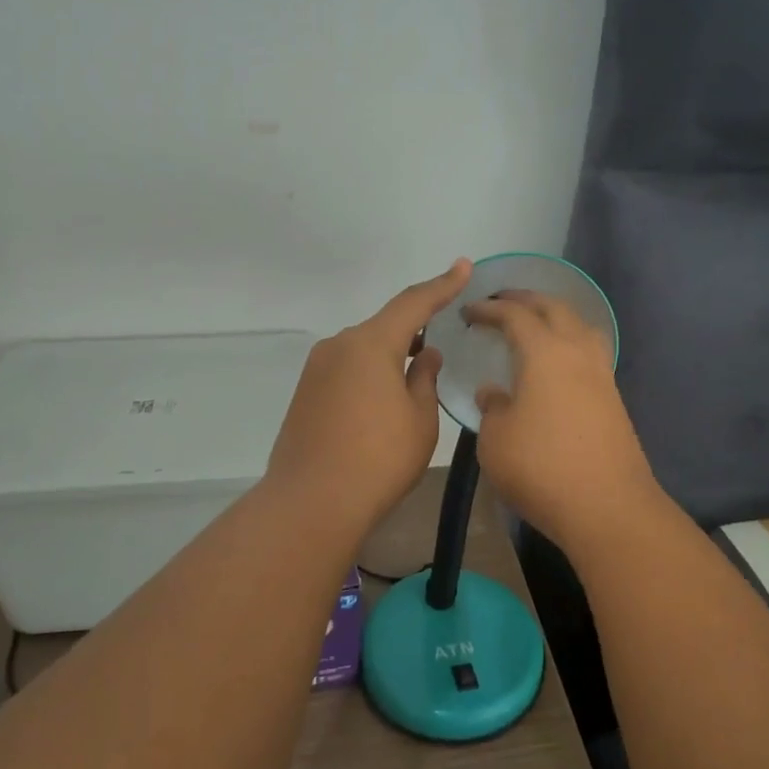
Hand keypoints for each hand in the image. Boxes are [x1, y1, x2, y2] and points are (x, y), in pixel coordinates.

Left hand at [264, 259, 471, 531]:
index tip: (462, 266)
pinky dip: (370, 373)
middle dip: (415, 329)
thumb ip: (425, 380)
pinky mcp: (305, 393)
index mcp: (371, 344)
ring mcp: (317, 370)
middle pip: (385, 326)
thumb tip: (424, 356)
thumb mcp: (419, 419)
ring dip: (391, 355)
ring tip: (417, 373)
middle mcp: (339, 346)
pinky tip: (383, 398)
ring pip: (364, 350)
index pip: (413, 303)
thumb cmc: (378, 459)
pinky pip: (347, 370)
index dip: (442, 285)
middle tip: (443, 336)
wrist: (311, 502)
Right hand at [464, 289, 661, 551]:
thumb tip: (495, 392)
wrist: (607, 507)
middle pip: (554, 308)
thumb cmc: (541, 468)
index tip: (468, 312)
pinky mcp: (613, 398)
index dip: (489, 309)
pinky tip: (556, 362)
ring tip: (533, 324)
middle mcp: (577, 352)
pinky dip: (569, 342)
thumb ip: (492, 408)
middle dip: (525, 299)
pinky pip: (590, 351)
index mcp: (544, 353)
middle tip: (500, 302)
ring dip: (554, 316)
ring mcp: (601, 374)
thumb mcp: (496, 440)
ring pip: (580, 326)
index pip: (515, 315)